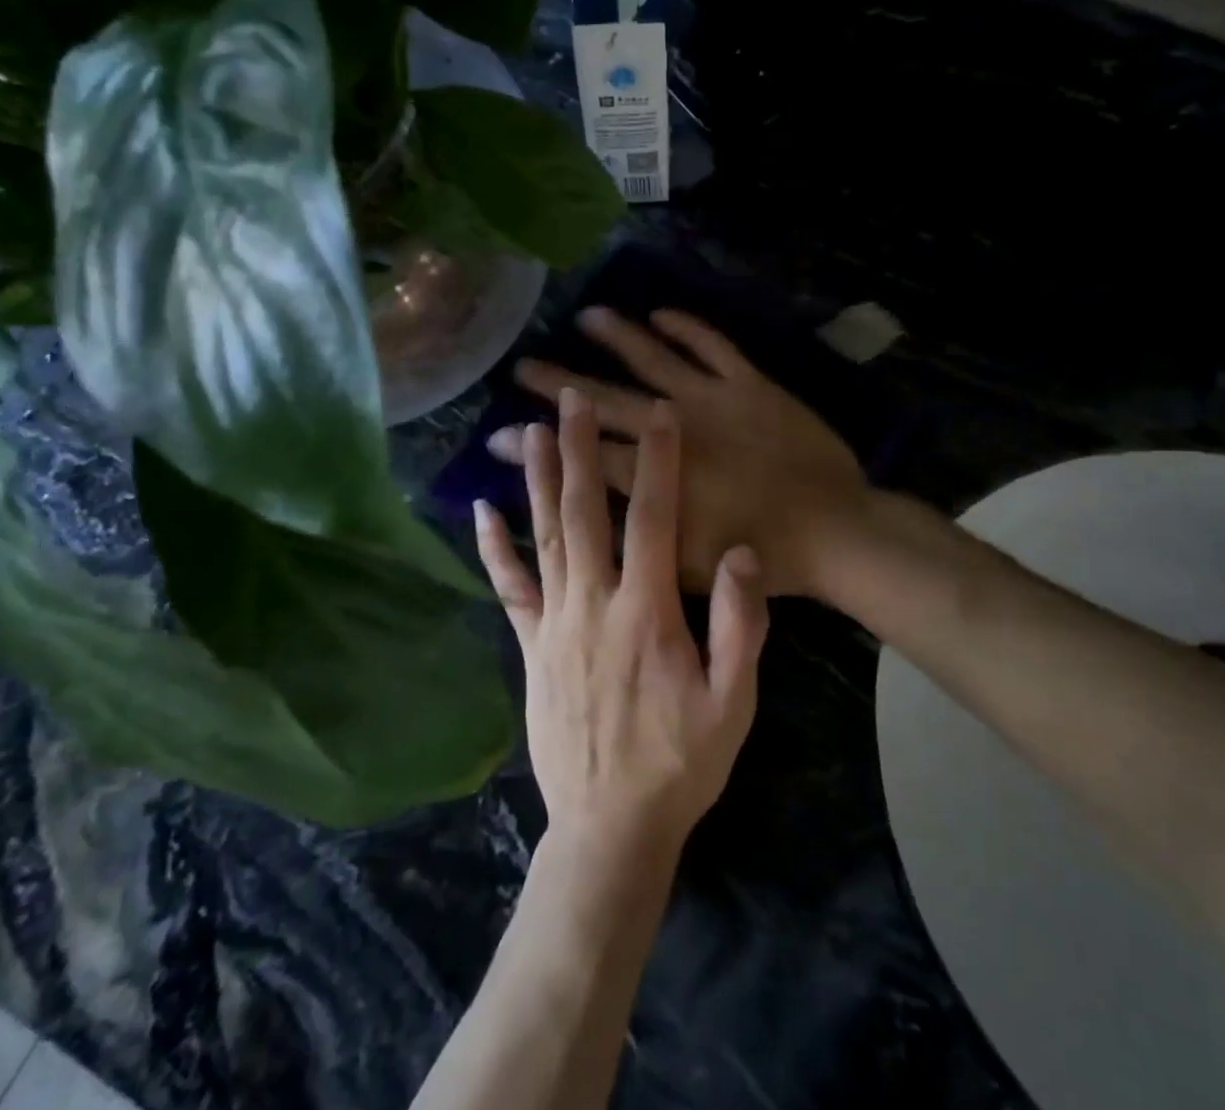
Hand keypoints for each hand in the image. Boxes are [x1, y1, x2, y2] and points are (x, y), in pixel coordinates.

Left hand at [474, 387, 769, 857]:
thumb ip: (741, 626)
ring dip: (539, 480)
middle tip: (571, 398)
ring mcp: (554, 623)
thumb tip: (742, 553)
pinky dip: (493, 547)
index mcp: (648, 612)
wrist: (611, 827)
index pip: (654, 518)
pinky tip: (482, 509)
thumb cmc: (681, 762)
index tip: (657, 413)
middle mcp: (594, 603)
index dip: (658, 461)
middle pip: (586, 511)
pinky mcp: (530, 646)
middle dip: (581, 449)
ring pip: (545, 536)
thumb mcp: (734, 702)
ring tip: (531, 430)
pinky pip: (509, 588)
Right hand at [489, 308, 867, 597]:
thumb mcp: (686, 568)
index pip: (583, 458)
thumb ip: (637, 539)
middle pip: (605, 402)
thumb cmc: (761, 557)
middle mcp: (675, 429)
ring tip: (585, 316)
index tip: (500, 435)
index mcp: (657, 479)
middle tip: (522, 367)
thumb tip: (593, 516)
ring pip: (654, 358)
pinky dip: (686, 326)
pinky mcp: (750, 384)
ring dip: (617, 336)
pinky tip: (659, 313)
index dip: (538, 448)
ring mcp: (713, 400)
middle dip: (558, 384)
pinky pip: (712, 345)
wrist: (833, 530)